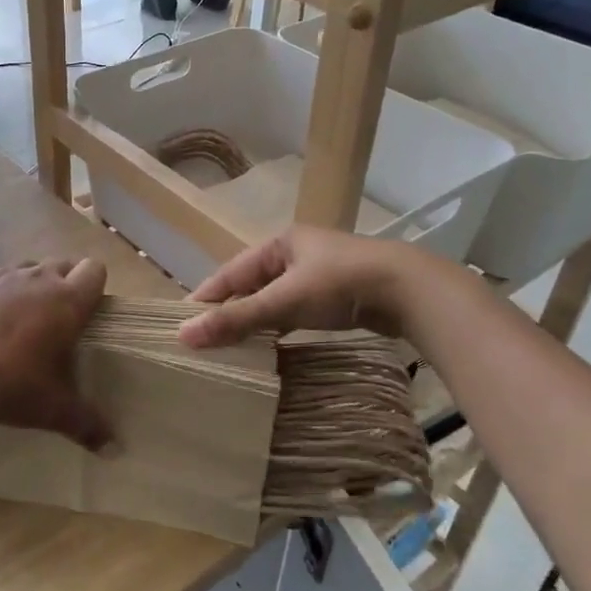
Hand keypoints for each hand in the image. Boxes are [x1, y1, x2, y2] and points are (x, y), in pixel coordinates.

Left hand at [0, 259, 110, 448]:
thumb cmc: (15, 387)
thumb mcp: (56, 410)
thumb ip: (89, 425)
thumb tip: (114, 450)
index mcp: (68, 302)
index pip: (95, 271)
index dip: (93, 287)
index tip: (85, 312)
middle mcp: (39, 279)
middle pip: (62, 265)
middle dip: (62, 284)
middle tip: (53, 320)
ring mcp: (2, 275)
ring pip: (26, 268)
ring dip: (28, 286)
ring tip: (17, 319)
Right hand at [178, 227, 426, 347]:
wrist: (410, 290)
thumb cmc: (340, 285)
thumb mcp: (284, 301)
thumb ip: (236, 318)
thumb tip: (184, 335)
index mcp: (279, 243)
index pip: (229, 271)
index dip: (205, 297)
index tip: (180, 322)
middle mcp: (296, 253)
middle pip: (250, 285)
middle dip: (228, 311)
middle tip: (203, 339)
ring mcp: (319, 274)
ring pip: (274, 299)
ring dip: (254, 321)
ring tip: (230, 346)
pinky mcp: (338, 295)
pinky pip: (295, 311)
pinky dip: (279, 326)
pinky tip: (270, 345)